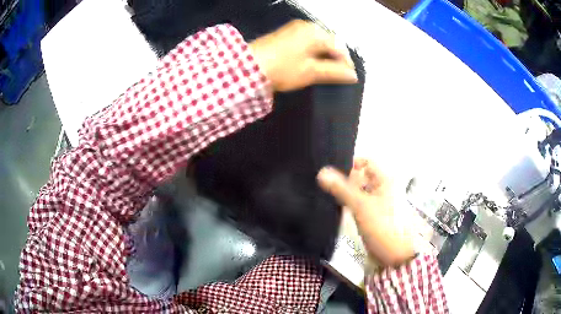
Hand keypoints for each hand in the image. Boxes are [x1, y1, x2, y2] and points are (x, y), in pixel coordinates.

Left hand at [249, 20, 357, 91]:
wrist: (248, 67)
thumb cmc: (282, 69)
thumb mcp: (311, 72)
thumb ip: (334, 72)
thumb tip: (353, 75)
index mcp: (315, 32)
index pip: (339, 47)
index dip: (346, 62)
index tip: (349, 77)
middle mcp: (306, 26)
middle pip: (329, 42)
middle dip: (335, 58)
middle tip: (337, 75)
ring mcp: (294, 28)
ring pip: (318, 42)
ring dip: (324, 55)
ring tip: (325, 71)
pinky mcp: (285, 34)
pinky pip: (307, 41)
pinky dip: (312, 52)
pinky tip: (311, 63)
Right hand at [317, 159, 415, 265]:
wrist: (394, 255)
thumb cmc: (383, 227)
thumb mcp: (361, 206)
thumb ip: (341, 189)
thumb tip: (321, 172)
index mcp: (384, 180)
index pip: (365, 162)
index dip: (349, 163)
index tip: (330, 170)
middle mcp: (381, 187)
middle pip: (359, 176)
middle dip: (343, 178)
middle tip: (321, 182)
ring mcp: (375, 202)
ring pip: (357, 190)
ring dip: (343, 191)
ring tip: (323, 192)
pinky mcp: (370, 215)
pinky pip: (356, 203)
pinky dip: (346, 202)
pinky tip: (332, 204)